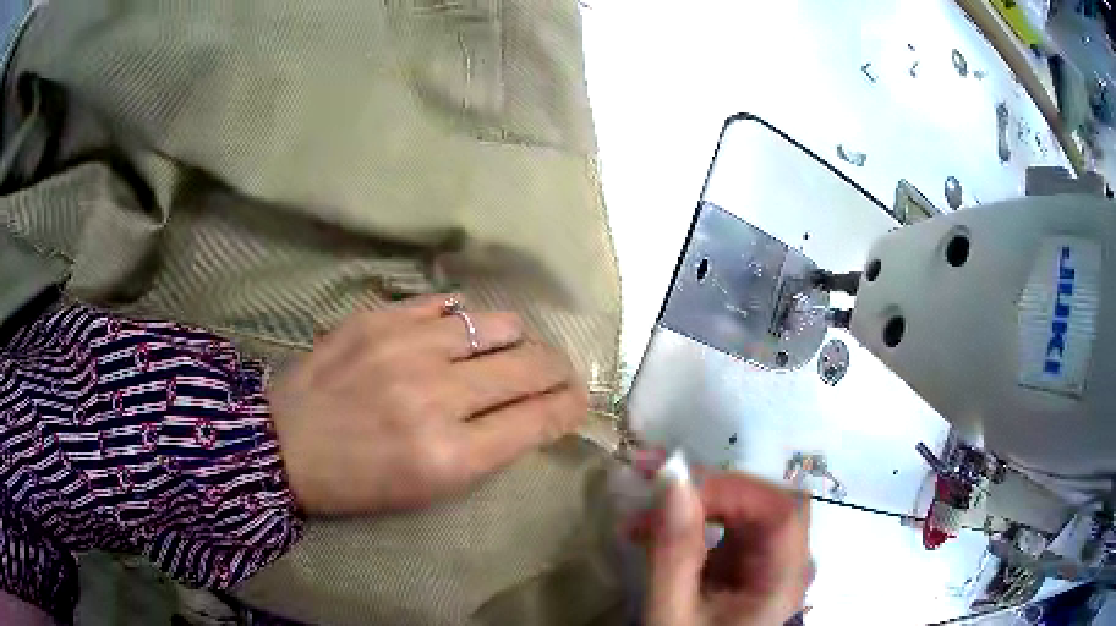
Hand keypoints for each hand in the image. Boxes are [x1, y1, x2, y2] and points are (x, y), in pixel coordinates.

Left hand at [268, 295, 587, 514]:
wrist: (285, 444)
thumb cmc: (360, 481)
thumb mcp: (431, 488)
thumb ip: (491, 448)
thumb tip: (535, 410)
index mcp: (450, 456)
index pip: (540, 418)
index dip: (570, 406)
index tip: (578, 400)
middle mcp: (436, 396)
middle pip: (531, 365)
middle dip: (558, 370)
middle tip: (557, 373)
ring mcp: (406, 347)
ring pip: (498, 323)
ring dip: (517, 339)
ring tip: (510, 349)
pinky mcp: (381, 316)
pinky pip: (449, 304)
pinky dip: (466, 320)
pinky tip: (461, 334)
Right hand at [641, 473, 811, 625]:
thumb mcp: (672, 612)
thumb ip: (674, 550)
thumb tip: (672, 476)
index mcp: (784, 580)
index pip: (781, 510)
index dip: (734, 489)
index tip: (674, 488)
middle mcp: (786, 564)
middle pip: (763, 504)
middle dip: (708, 490)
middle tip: (649, 482)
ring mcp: (766, 563)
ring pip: (743, 511)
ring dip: (694, 503)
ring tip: (640, 514)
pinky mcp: (745, 566)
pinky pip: (726, 529)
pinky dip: (691, 522)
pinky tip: (654, 530)